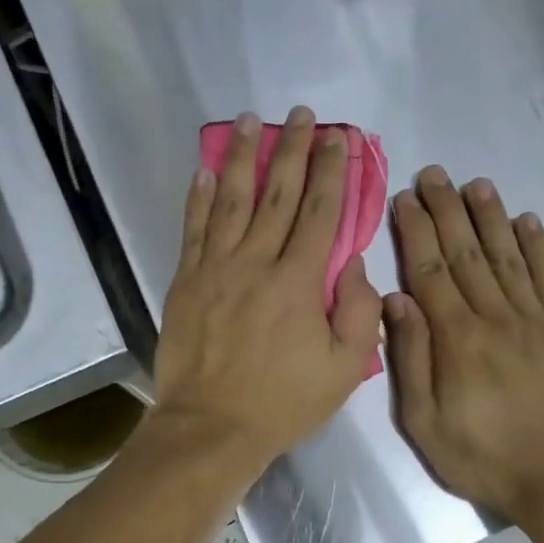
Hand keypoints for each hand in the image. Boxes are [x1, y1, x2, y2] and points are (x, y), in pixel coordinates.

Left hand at [149, 108, 381, 480]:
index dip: (332, 172)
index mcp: (299, 282)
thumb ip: (357, 312)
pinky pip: (193, 230)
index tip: (339, 139)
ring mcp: (215, 269)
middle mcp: (256, 262)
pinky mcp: (185, 282)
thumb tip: (354, 264)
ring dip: (242, 157)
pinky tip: (203, 170)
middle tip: (301, 115)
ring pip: (230, 200)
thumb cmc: (282, 402)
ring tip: (249, 121)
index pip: (321, 213)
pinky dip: (198, 198)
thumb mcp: (343, 369)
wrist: (211, 427)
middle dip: (293, 150)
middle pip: (278, 195)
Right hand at [384, 167, 543, 526]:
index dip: (416, 231)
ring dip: (490, 217)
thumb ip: (411, 360)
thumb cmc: (483, 459)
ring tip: (476, 184)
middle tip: (434, 174)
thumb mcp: (425, 423)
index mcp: (457, 340)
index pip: (430, 271)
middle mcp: (495, 318)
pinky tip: (528, 220)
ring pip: (508, 257)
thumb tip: (396, 301)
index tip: (405, 198)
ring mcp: (537, 321)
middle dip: (447, 210)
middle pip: (466, 253)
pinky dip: (538, 246)